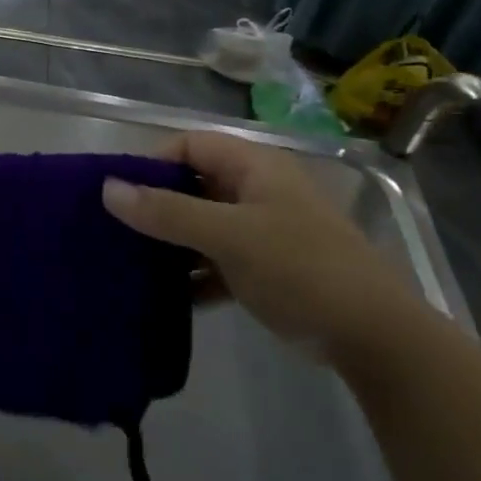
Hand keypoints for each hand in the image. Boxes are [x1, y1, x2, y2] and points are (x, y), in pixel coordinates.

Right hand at [103, 132, 426, 364]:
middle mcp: (256, 190)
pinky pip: (216, 259)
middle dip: (156, 205)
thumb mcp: (229, 236)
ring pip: (203, 224)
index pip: (190, 145)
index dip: (152, 162)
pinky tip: (168, 295)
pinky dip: (193, 273)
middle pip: (193, 184)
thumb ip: (168, 211)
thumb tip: (107, 188)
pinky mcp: (265, 267)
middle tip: (116, 230)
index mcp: (254, 167)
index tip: (118, 194)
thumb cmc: (300, 268)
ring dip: (172, 242)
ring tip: (130, 263)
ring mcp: (262, 230)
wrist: (373, 336)